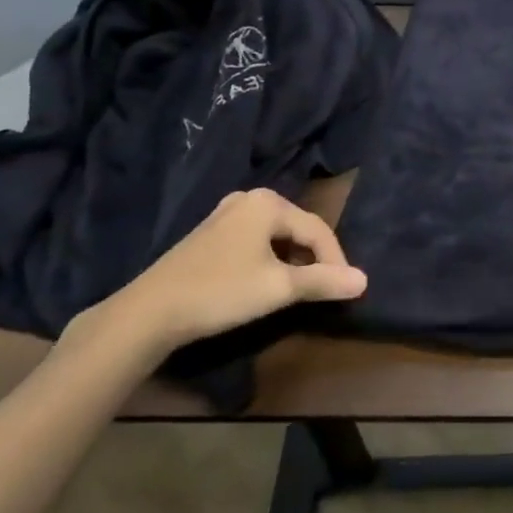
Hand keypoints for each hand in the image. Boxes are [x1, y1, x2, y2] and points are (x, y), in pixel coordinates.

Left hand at [90, 189, 367, 356]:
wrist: (147, 313)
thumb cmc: (221, 292)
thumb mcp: (278, 288)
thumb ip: (323, 281)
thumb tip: (365, 281)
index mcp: (269, 202)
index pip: (318, 229)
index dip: (336, 260)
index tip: (345, 289)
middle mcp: (249, 199)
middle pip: (297, 229)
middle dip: (314, 259)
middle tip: (323, 288)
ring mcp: (225, 215)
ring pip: (275, 236)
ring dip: (292, 261)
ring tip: (298, 288)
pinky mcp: (209, 234)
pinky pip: (254, 241)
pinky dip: (268, 259)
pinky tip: (265, 282)